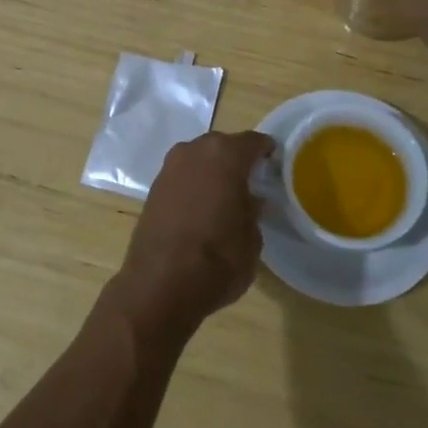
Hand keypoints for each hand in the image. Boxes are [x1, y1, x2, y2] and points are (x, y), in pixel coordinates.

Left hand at [113, 131, 275, 339]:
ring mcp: (169, 167)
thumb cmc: (218, 258)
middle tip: (250, 182)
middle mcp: (194, 151)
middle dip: (236, 160)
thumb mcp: (252, 238)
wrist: (160, 284)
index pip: (253, 142)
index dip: (266, 152)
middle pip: (222, 146)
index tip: (274, 164)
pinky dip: (193, 186)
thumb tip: (248, 201)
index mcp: (225, 154)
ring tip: (224, 197)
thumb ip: (252, 211)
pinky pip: (182, 177)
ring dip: (211, 172)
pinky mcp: (153, 188)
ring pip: (199, 160)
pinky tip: (201, 208)